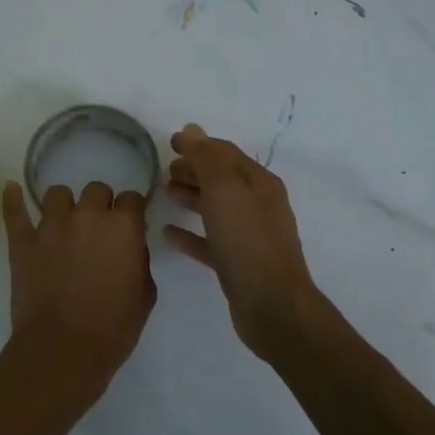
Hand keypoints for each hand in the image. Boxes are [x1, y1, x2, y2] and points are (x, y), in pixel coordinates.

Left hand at [0, 179, 155, 409]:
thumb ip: (138, 260)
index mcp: (122, 227)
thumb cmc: (113, 328)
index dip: (131, 212)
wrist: (63, 350)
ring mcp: (50, 226)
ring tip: (64, 225)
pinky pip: (15, 211)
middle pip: (96, 190)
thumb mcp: (144, 295)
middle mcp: (87, 216)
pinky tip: (12, 189)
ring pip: (58, 194)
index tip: (129, 226)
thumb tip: (129, 246)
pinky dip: (13, 199)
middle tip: (98, 231)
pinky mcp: (23, 241)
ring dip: (65, 206)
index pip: (131, 199)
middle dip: (100, 206)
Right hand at [163, 124, 316, 358]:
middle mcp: (257, 204)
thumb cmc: (247, 240)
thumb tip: (192, 129)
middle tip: (164, 169)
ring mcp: (249, 235)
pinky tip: (168, 232)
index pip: (225, 153)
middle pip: (221, 178)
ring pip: (215, 208)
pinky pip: (209, 240)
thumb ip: (206, 158)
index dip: (198, 144)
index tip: (169, 142)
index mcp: (258, 182)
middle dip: (194, 169)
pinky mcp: (237, 263)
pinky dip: (190, 232)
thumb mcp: (224, 190)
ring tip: (163, 193)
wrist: (271, 305)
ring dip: (191, 196)